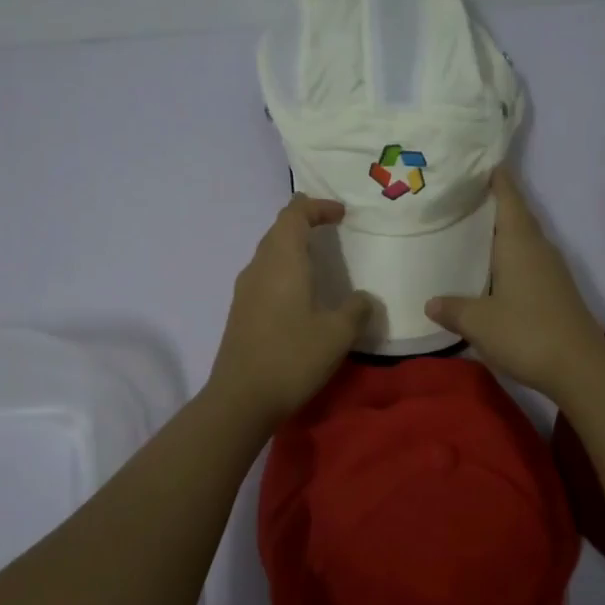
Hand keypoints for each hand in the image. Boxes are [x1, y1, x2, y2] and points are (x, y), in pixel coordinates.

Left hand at [209, 195, 371, 427]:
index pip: (294, 214)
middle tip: (332, 230)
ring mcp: (245, 289)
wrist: (241, 398)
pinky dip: (284, 270)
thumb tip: (364, 298)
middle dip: (305, 223)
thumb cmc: (292, 357)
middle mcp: (259, 267)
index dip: (317, 207)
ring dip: (292, 248)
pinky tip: (300, 294)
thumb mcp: (338, 334)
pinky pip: (264, 275)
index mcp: (282, 261)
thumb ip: (356, 310)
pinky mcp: (240, 311)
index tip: (341, 214)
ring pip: (269, 253)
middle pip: (278, 230)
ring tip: (319, 260)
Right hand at [425, 167, 604, 400]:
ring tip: (470, 233)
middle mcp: (539, 249)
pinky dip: (509, 258)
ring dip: (501, 233)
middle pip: (517, 216)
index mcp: (520, 243)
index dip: (496, 178)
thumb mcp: (478, 322)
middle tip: (460, 198)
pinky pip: (528, 262)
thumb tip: (431, 302)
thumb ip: (452, 309)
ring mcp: (552, 271)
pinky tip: (492, 272)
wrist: (580, 368)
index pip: (509, 197)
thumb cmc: (526, 333)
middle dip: (493, 204)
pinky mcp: (556, 292)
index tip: (479, 162)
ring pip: (524, 240)